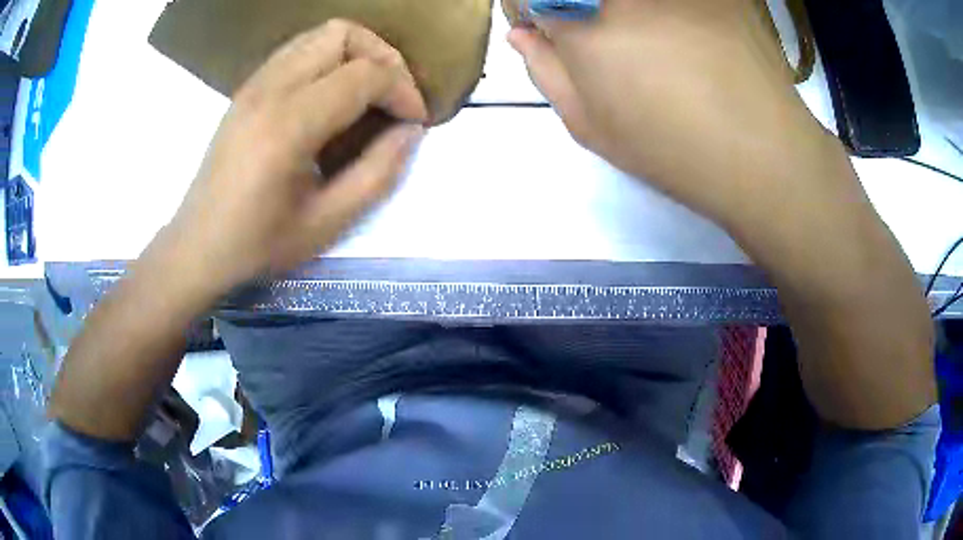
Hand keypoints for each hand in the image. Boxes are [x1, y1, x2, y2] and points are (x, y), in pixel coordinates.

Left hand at [166, 20, 427, 298]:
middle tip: (393, 98)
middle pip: (343, 34)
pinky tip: (333, 96)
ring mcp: (254, 84)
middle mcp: (269, 89)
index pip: (365, 74)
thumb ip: (378, 173)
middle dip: (383, 58)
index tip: (415, 121)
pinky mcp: (247, 88)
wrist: (198, 246)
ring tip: (368, 93)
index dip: (403, 90)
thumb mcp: (328, 223)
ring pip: (320, 34)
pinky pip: (299, 49)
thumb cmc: (258, 243)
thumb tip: (411, 131)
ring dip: (357, 53)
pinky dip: (329, 59)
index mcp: (288, 124)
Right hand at [506, 0, 850, 231]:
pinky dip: (674, 12)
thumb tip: (522, 34)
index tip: (560, 34)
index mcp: (584, 28)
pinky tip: (693, 39)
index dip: (543, 14)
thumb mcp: (593, 127)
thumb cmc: (673, 151)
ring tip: (662, 51)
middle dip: (582, 9)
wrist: (764, 155)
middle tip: (617, 49)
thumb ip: (546, 72)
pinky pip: (678, 0)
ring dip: (633, 13)